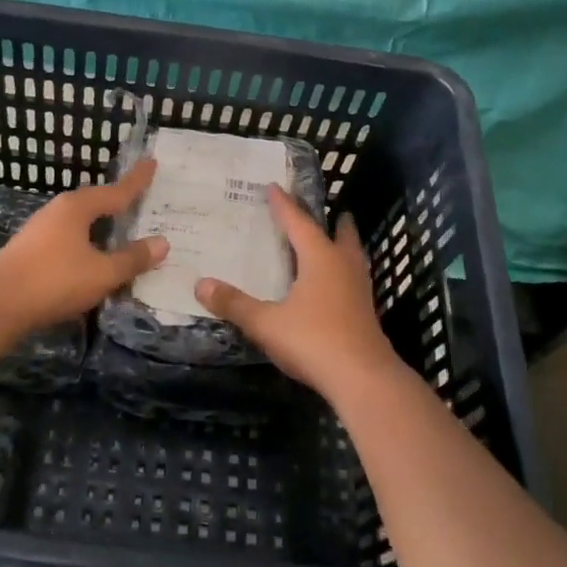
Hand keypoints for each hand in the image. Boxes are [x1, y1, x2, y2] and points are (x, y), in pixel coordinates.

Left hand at [0, 160, 168, 332]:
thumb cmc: (55, 280)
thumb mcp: (102, 273)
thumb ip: (132, 258)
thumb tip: (162, 242)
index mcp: (77, 208)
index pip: (116, 191)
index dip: (137, 180)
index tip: (152, 162)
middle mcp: (58, 211)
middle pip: (95, 202)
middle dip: (117, 202)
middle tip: (139, 199)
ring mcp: (40, 230)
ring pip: (79, 222)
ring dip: (100, 225)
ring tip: (119, 230)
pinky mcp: (30, 250)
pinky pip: (68, 238)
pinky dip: (86, 242)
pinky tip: (90, 256)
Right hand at [195, 186, 403, 399]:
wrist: (363, 379)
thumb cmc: (314, 341)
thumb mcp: (266, 323)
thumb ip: (234, 304)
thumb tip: (200, 284)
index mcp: (320, 258)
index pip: (298, 223)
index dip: (284, 205)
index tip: (274, 187)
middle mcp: (343, 267)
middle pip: (340, 235)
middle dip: (333, 221)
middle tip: (330, 210)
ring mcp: (359, 291)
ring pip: (352, 257)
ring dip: (343, 245)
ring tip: (334, 241)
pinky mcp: (365, 313)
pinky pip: (353, 280)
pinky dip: (343, 271)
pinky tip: (334, 285)